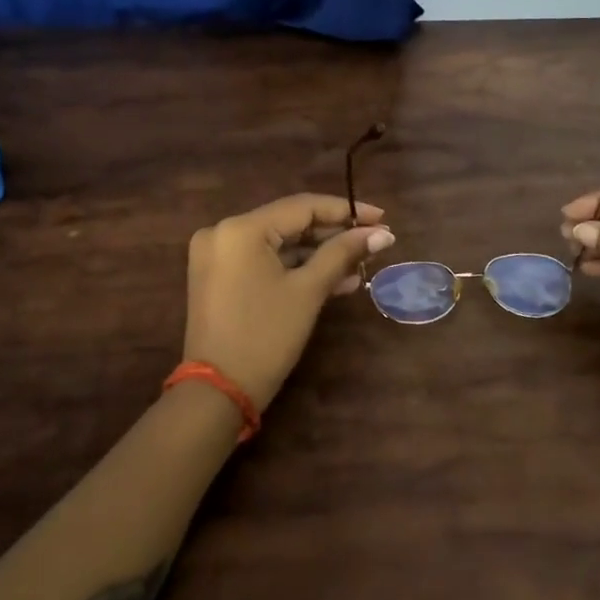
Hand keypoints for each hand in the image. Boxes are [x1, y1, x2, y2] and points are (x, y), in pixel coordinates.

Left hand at [184, 194, 394, 410]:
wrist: (218, 392)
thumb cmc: (266, 336)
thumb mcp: (308, 291)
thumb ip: (343, 253)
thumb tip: (382, 233)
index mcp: (241, 228)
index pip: (302, 207)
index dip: (346, 211)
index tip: (381, 218)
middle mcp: (223, 232)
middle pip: (289, 223)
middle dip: (333, 235)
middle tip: (374, 243)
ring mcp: (217, 255)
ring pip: (279, 244)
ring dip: (318, 255)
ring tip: (359, 268)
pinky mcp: (219, 277)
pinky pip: (264, 261)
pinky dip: (295, 269)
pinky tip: (333, 281)